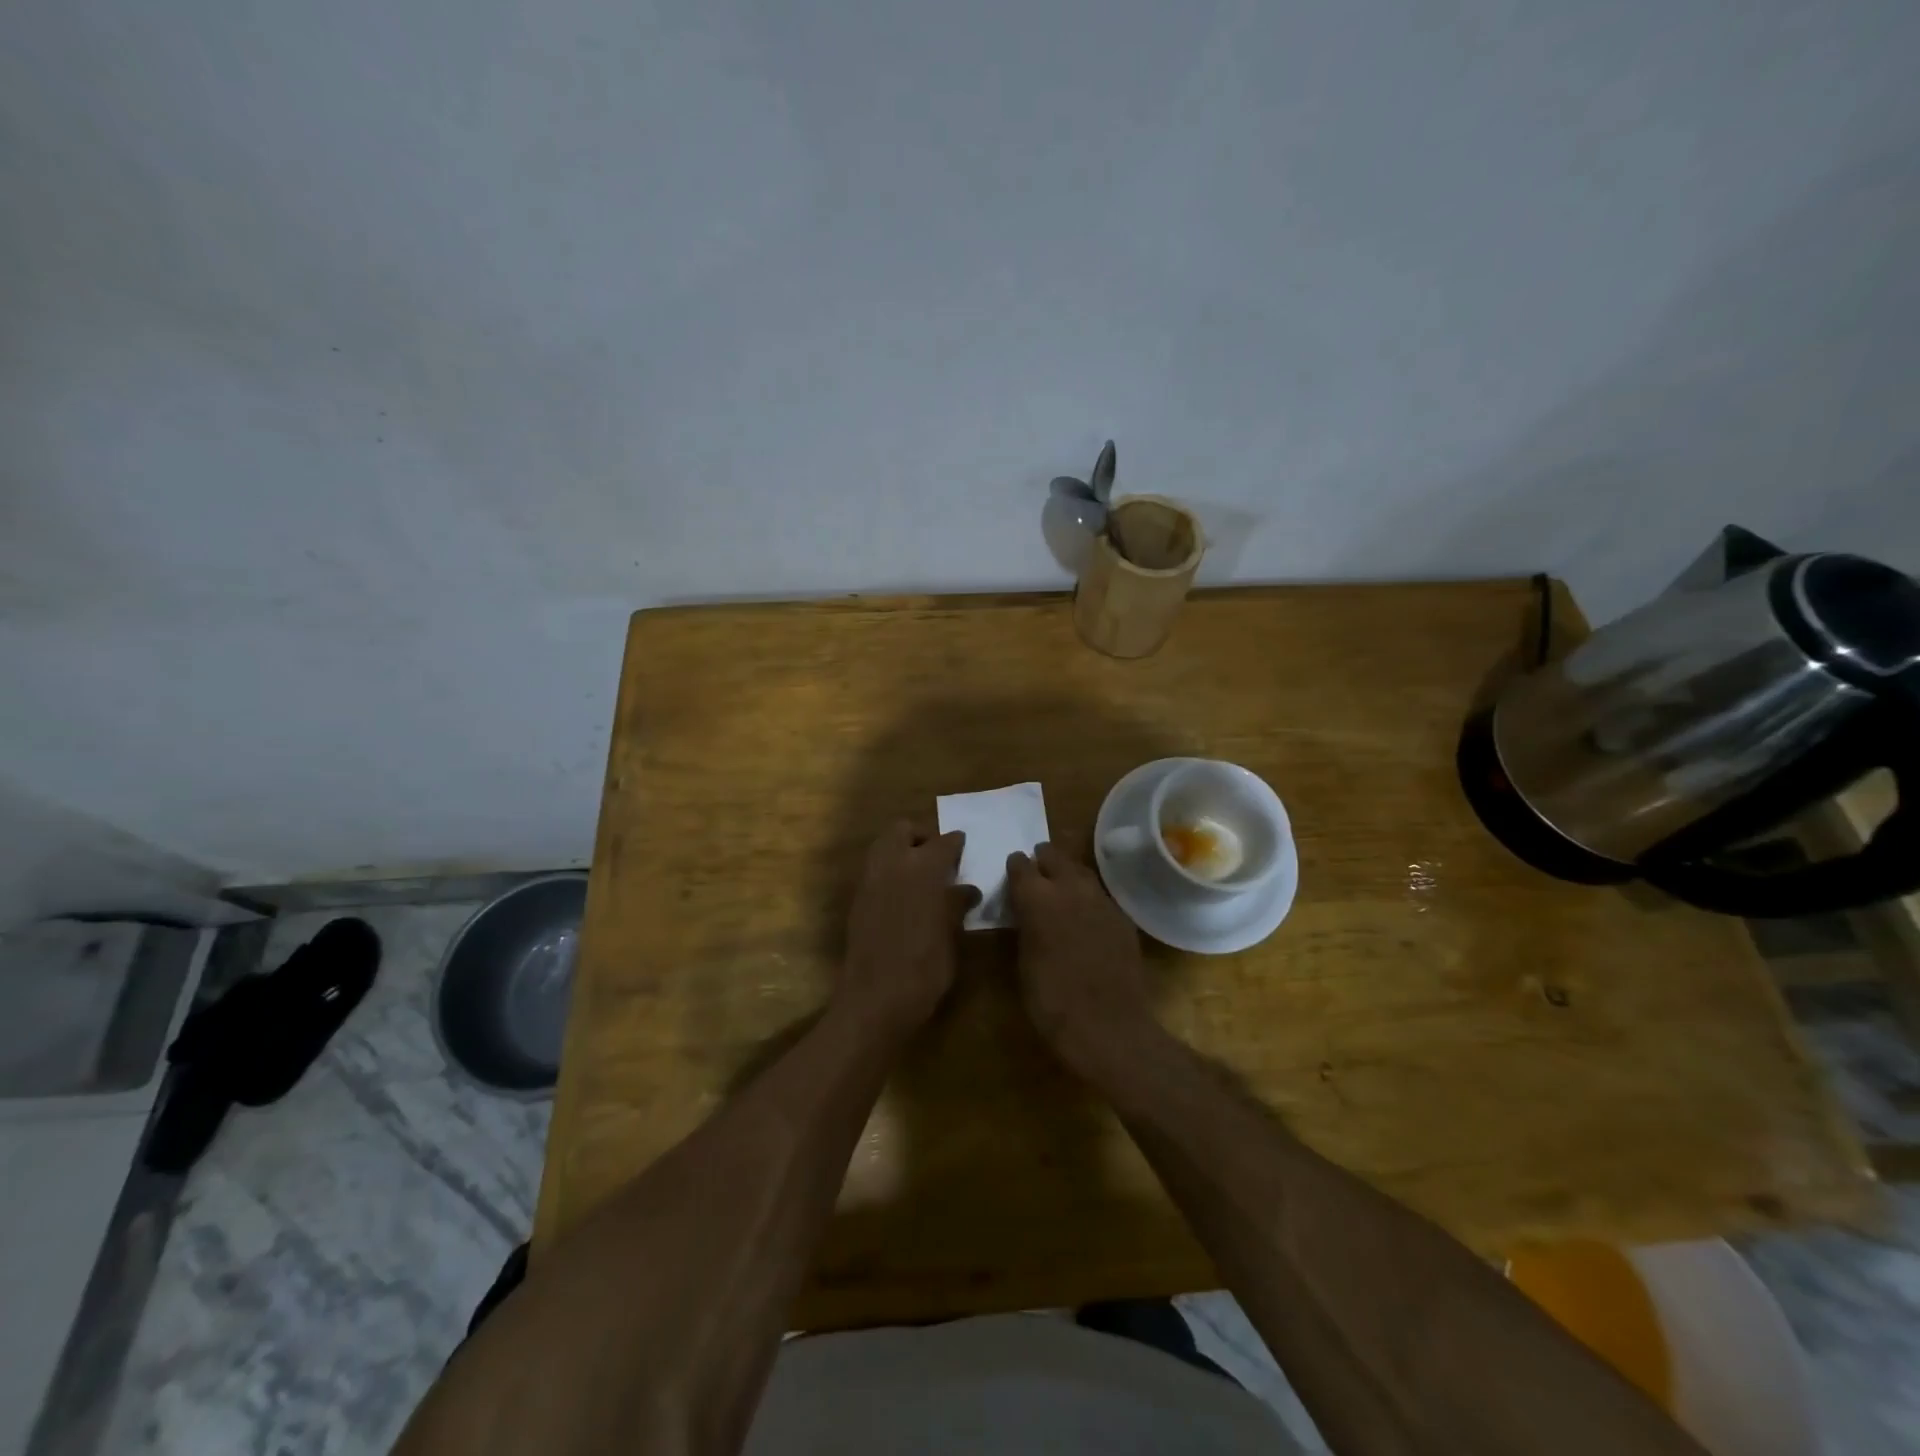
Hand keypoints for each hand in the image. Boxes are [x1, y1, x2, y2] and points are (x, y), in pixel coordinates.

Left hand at [840, 821, 977, 1037]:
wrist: (875, 999)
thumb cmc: (924, 968)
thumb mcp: (950, 936)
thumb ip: (956, 905)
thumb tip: (967, 890)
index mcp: (923, 868)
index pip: (944, 842)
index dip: (956, 844)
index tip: (964, 848)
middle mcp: (892, 864)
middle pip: (903, 830)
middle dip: (921, 837)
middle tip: (938, 859)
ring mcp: (869, 880)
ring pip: (883, 846)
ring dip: (901, 851)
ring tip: (921, 876)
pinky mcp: (856, 899)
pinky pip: (874, 870)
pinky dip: (889, 872)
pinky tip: (904, 896)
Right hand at [1005, 842, 1159, 1075]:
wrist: (1109, 1026)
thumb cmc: (1052, 1001)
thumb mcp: (1023, 962)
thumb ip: (1024, 926)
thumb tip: (1025, 912)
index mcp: (1037, 898)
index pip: (1021, 866)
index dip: (1015, 867)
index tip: (1012, 871)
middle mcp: (1070, 888)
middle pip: (1054, 857)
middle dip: (1043, 860)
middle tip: (1036, 870)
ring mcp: (1101, 900)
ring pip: (1080, 872)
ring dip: (1067, 874)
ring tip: (1059, 885)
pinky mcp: (1122, 917)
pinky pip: (1099, 895)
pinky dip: (1087, 897)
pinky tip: (1084, 913)